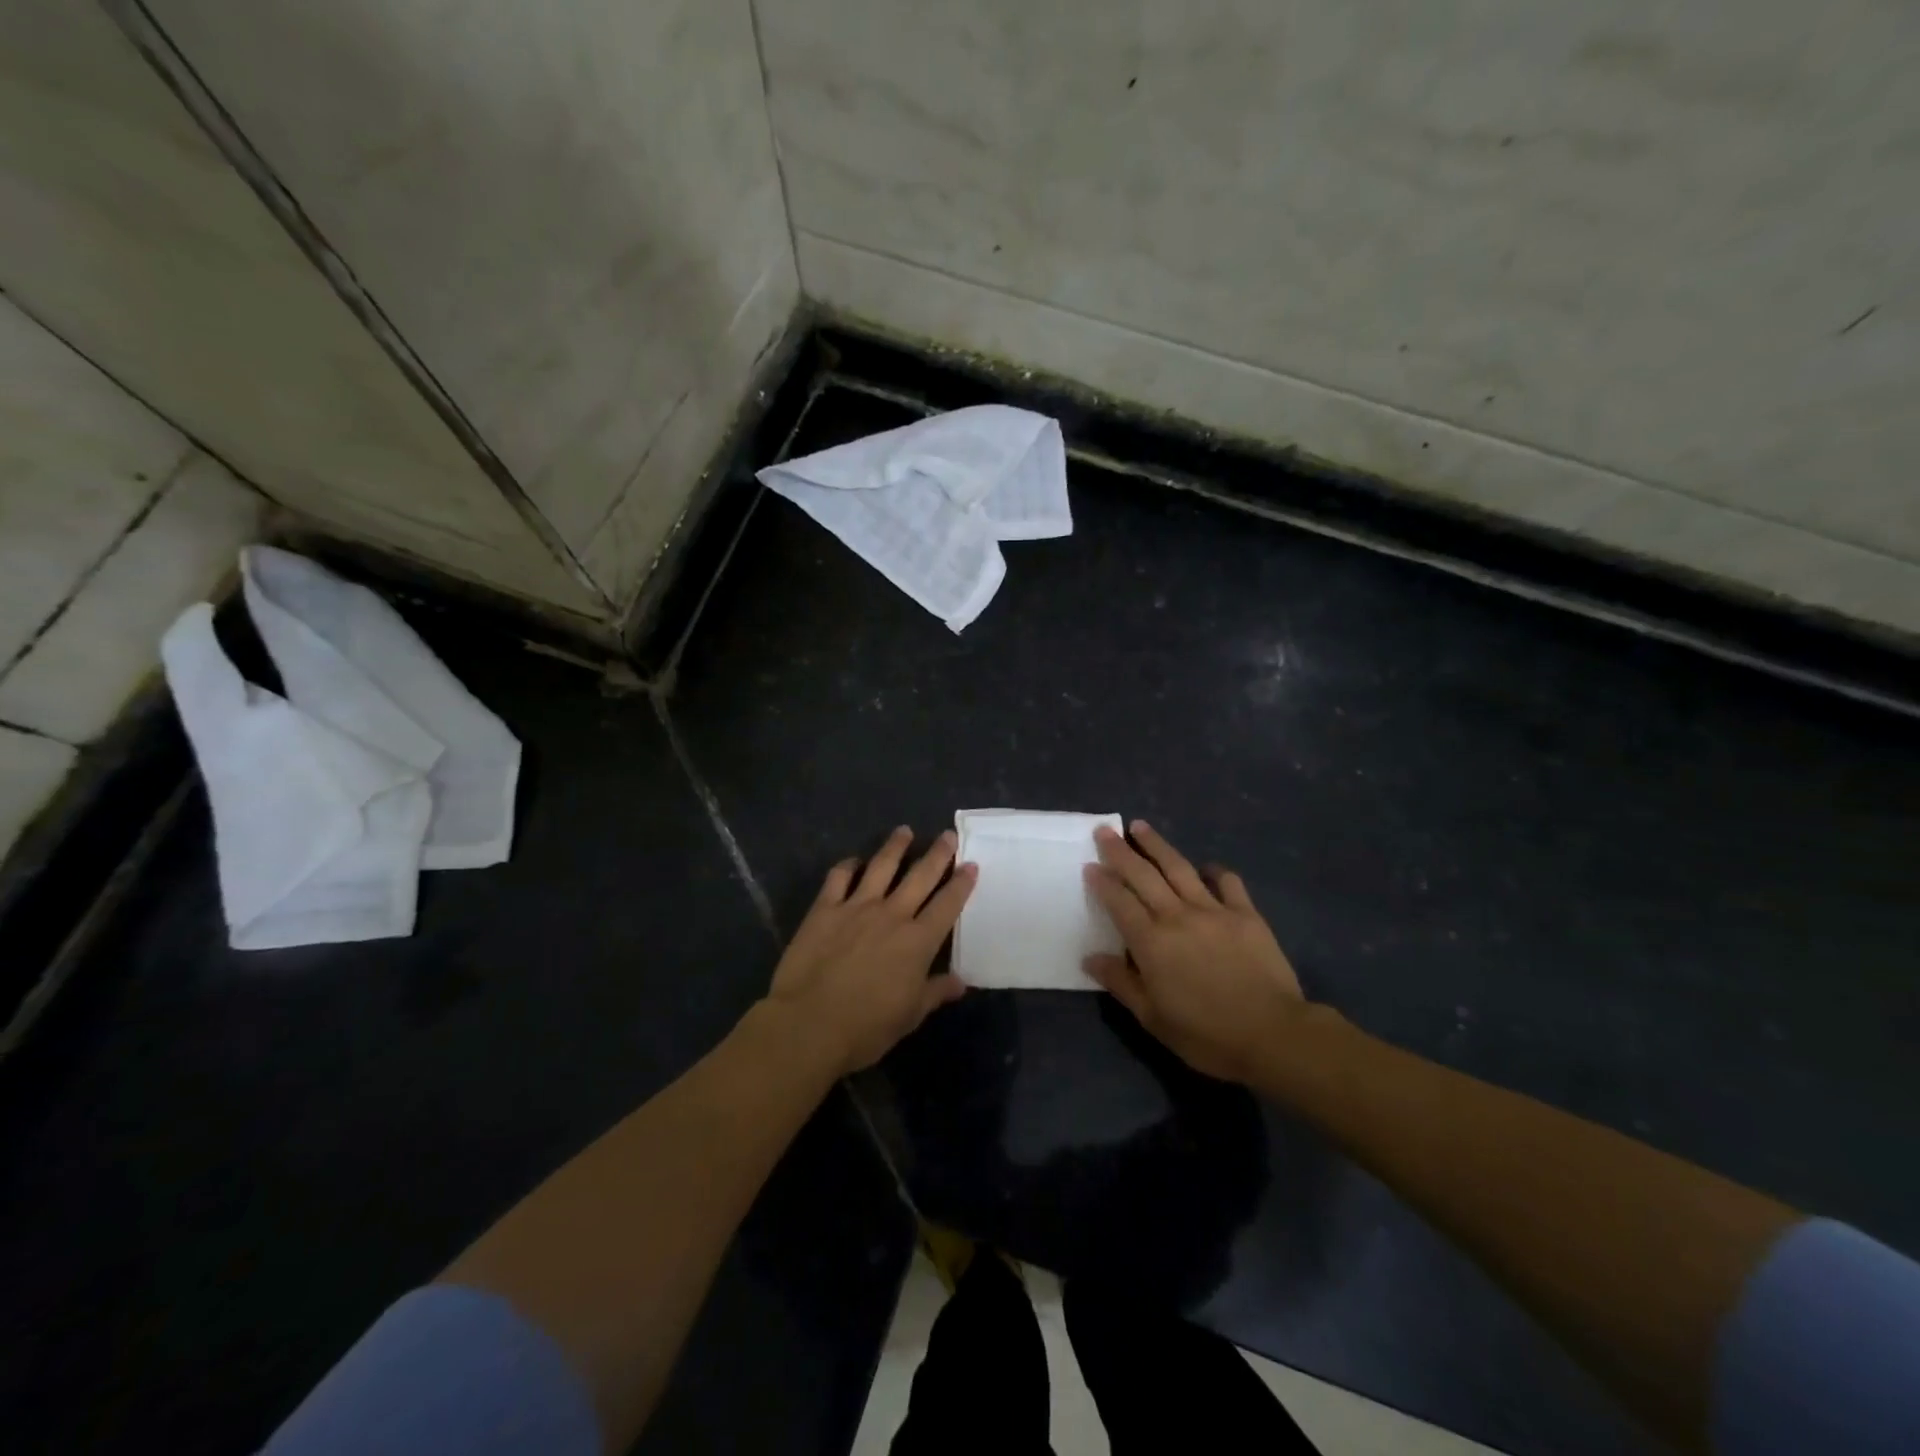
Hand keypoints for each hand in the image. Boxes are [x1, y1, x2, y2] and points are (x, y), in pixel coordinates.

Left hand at [766, 826, 975, 1074]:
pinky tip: (853, 860)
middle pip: (920, 876)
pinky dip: (848, 865)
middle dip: (937, 854)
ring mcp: (857, 907)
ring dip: (895, 847)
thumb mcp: (909, 1015)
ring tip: (904, 831)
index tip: (971, 865)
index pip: (947, 905)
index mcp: (918, 942)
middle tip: (948, 835)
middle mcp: (892, 915)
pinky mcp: (825, 908)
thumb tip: (960, 981)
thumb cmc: (866, 1027)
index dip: (962, 883)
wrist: (808, 1024)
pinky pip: (839, 877)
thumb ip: (935, 992)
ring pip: (882, 867)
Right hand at [1083, 821, 1308, 1084]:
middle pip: (1143, 875)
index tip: (1090, 865)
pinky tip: (1206, 867)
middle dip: (1120, 851)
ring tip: (1141, 827)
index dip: (1102, 882)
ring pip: (1179, 868)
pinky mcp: (1246, 914)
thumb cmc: (1206, 1034)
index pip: (1119, 902)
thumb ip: (1121, 982)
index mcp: (1151, 942)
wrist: (1273, 1035)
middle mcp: (1177, 916)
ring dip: (1157, 845)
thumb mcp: (1153, 1018)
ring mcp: (1214, 910)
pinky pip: (1227, 882)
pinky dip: (1214, 871)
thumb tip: (1090, 957)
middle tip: (1105, 830)